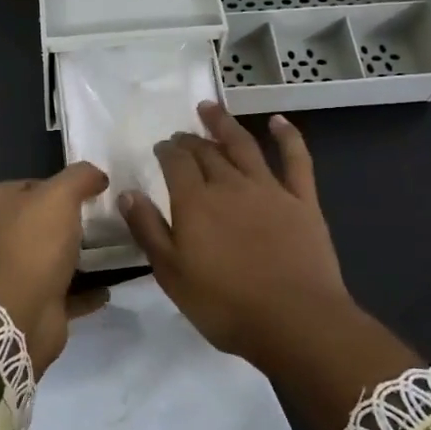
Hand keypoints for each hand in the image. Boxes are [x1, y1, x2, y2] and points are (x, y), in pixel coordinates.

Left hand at [0, 162, 110, 373]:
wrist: (22, 312)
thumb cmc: (35, 243)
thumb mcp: (60, 194)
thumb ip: (80, 177)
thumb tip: (97, 176)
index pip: (33, 184)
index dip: (61, 184)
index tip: (92, 191)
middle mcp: (1, 235)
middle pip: (44, 220)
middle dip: (73, 220)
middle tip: (108, 218)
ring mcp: (16, 271)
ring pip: (54, 256)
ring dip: (81, 255)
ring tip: (116, 248)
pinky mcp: (33, 301)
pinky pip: (67, 291)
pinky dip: (86, 290)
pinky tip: (110, 285)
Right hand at [118, 103, 354, 367]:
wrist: (295, 321)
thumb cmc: (224, 305)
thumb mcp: (171, 274)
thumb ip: (148, 230)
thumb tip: (128, 192)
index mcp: (195, 202)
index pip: (176, 163)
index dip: (166, 151)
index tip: (160, 146)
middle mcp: (230, 185)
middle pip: (206, 152)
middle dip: (190, 139)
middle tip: (181, 134)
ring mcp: (270, 189)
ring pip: (244, 146)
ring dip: (225, 124)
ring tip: (210, 108)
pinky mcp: (302, 201)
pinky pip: (296, 160)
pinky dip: (287, 137)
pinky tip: (278, 122)